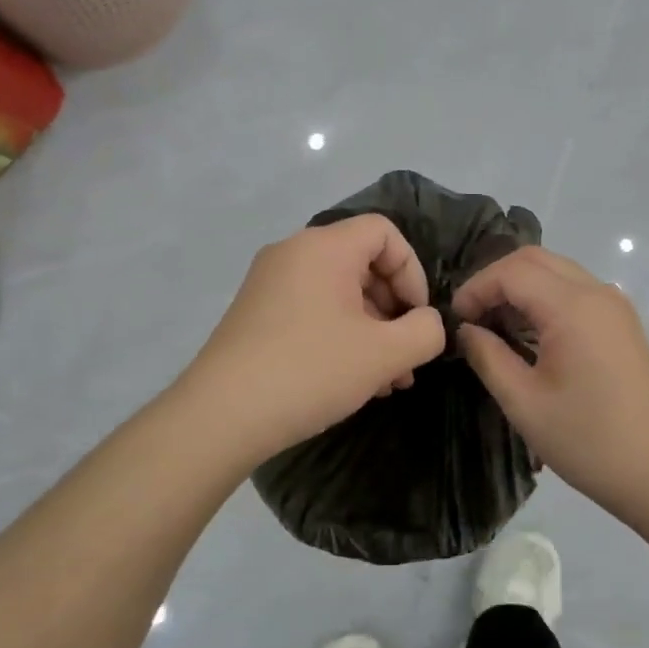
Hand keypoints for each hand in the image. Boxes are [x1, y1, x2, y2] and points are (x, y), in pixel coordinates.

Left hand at [186, 215, 446, 462]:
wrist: (221, 415)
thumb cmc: (310, 371)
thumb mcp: (383, 354)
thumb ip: (424, 332)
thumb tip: (427, 323)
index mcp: (323, 247)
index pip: (384, 232)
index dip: (412, 271)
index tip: (418, 318)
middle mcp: (292, 254)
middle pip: (362, 264)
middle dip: (394, 310)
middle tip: (407, 358)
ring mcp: (269, 284)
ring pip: (338, 294)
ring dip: (372, 331)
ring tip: (388, 381)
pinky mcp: (256, 315)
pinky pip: (313, 312)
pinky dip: (340, 337)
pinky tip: (355, 381)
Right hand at [454, 246, 648, 516]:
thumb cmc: (587, 440)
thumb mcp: (524, 402)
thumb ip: (488, 357)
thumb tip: (466, 331)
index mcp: (572, 308)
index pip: (511, 271)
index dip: (476, 288)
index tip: (454, 320)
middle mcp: (597, 293)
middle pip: (535, 260)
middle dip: (495, 280)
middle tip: (471, 317)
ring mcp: (615, 306)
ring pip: (556, 271)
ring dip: (520, 288)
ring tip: (494, 326)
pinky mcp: (622, 323)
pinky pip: (575, 291)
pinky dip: (544, 298)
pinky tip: (529, 334)